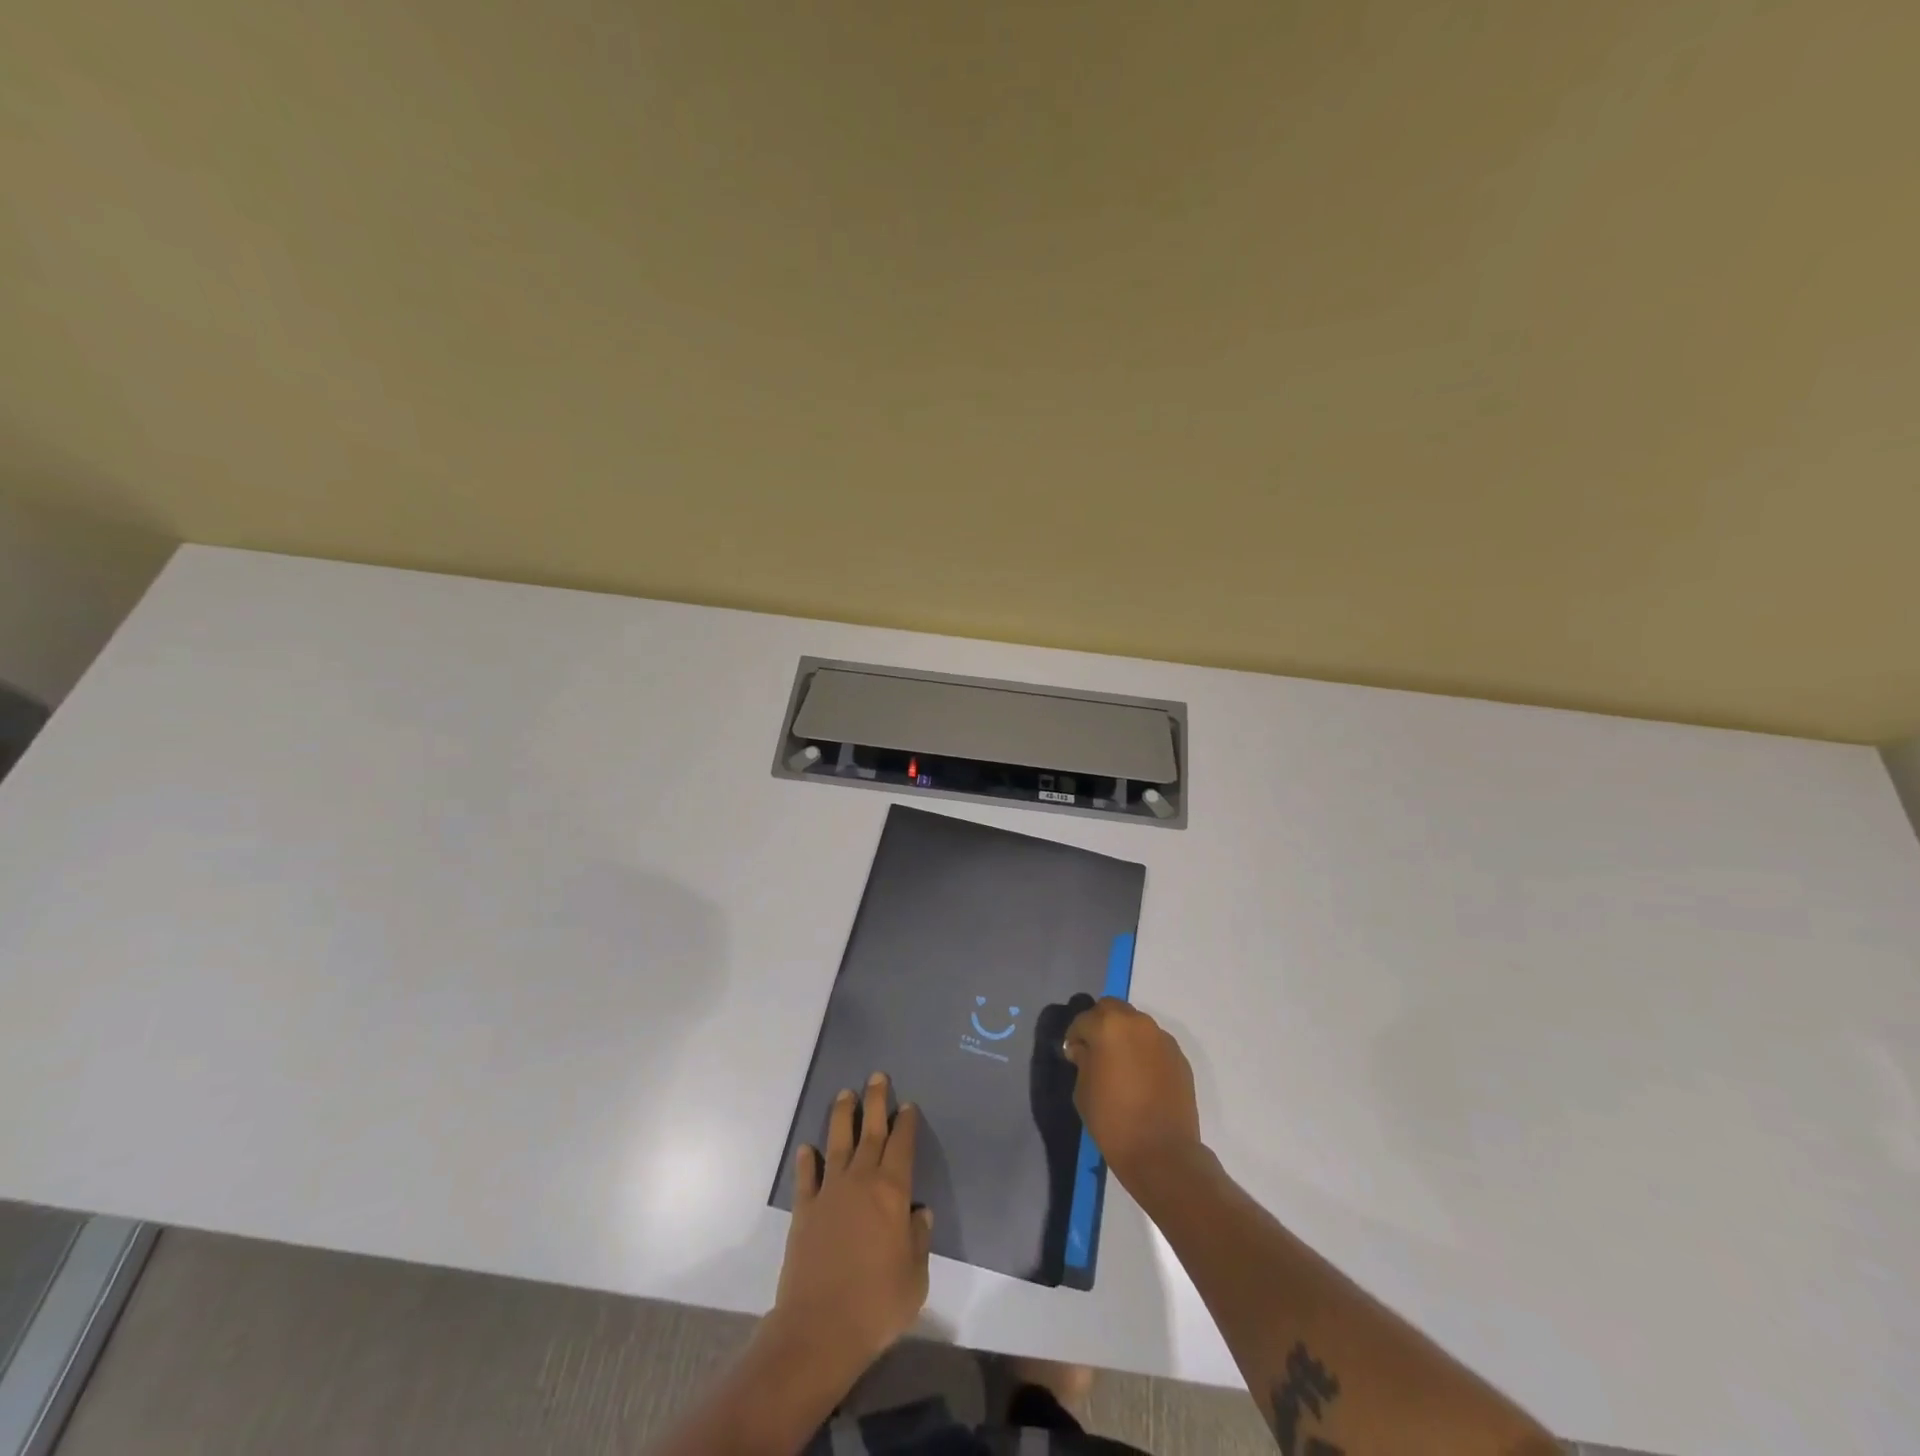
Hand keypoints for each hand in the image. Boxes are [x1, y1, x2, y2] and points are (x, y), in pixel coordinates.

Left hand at [774, 1072, 932, 1373]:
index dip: (905, 1123)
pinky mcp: (804, 1210)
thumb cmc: (877, 1304)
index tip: (907, 1105)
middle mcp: (861, 1181)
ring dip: (842, 1116)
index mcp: (892, 1191)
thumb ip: (918, 1239)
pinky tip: (808, 1149)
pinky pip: (807, 1177)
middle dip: (875, 1101)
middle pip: (870, 1131)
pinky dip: (807, 1160)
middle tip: (876, 1076)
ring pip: (837, 1142)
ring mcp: (829, 1192)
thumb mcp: (915, 1277)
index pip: (902, 1145)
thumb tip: (918, 1212)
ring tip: (845, 1094)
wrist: (820, 1329)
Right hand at [1062, 999, 1203, 1192]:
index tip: (1073, 1056)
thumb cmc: (1113, 1120)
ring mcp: (1162, 1038)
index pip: (1083, 1020)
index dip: (1075, 1036)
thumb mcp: (1083, 1090)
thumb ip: (1083, 1059)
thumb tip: (1084, 1049)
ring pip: (1136, 1024)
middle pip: (1112, 1009)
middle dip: (1100, 1024)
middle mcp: (1137, 1023)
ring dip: (1124, 1035)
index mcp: (1108, 1026)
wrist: (1162, 1153)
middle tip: (1095, 1051)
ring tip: (1120, 1065)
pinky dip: (1144, 1051)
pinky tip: (1141, 1077)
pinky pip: (1154, 1044)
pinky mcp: (1179, 1057)